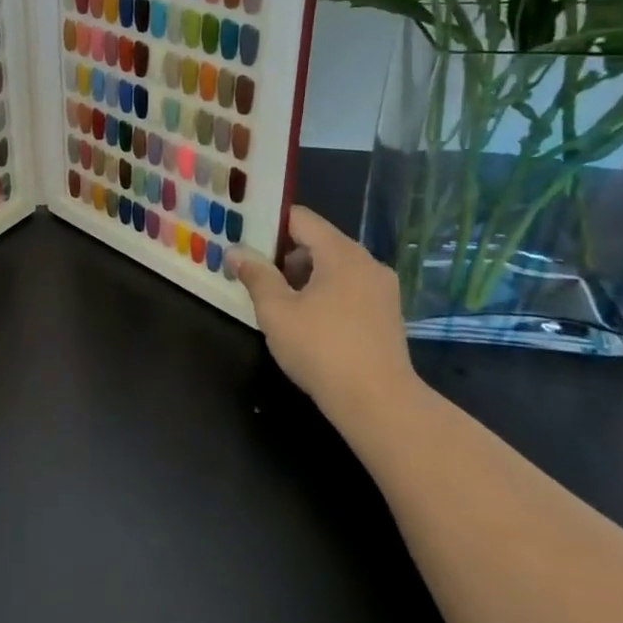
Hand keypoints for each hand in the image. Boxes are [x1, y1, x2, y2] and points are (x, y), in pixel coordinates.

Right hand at [232, 206, 422, 431]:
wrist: (378, 403)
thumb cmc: (321, 349)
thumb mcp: (276, 311)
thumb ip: (256, 275)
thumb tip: (236, 251)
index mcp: (341, 253)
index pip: (300, 218)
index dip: (269, 223)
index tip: (243, 236)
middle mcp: (367, 262)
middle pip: (318, 241)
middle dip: (283, 254)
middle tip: (252, 271)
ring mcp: (381, 289)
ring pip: (334, 267)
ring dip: (303, 276)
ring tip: (275, 299)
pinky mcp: (386, 315)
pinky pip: (348, 289)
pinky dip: (324, 293)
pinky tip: (306, 320)